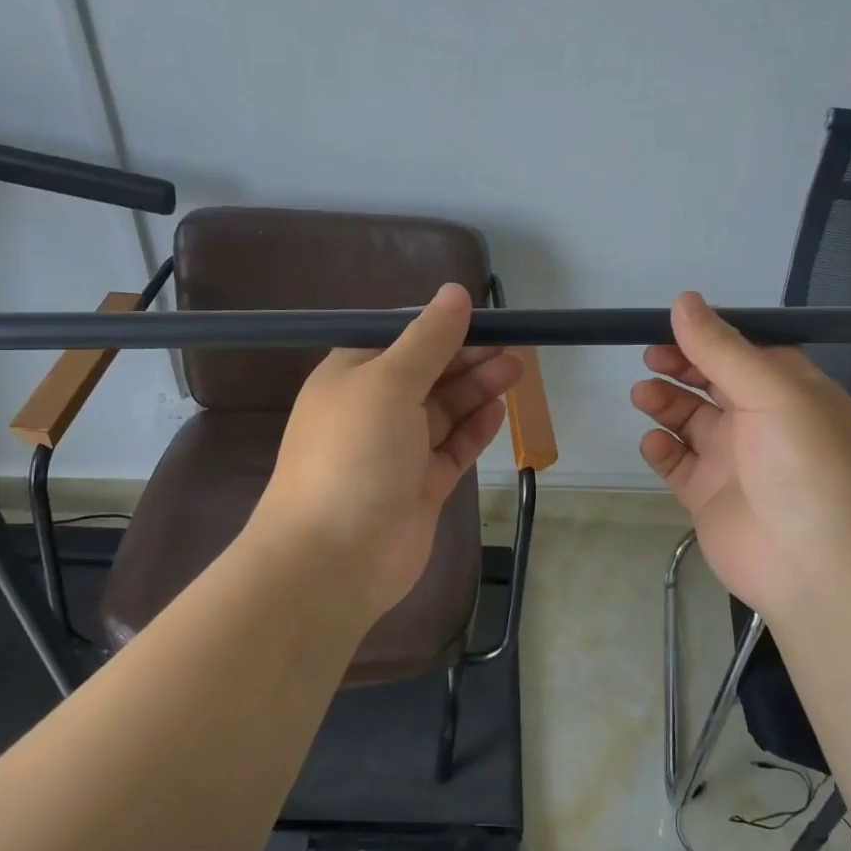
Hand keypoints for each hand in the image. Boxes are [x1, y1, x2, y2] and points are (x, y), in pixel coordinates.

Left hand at [250, 284, 521, 623]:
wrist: (333, 558)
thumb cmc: (354, 455)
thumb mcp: (388, 383)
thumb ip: (428, 339)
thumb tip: (454, 292)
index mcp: (352, 377)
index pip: (401, 340)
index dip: (441, 327)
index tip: (483, 318)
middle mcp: (373, 410)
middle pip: (428, 373)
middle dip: (468, 357)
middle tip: (514, 345)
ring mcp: (398, 451)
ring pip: (444, 410)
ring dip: (477, 388)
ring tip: (517, 368)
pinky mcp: (420, 487)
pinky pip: (452, 449)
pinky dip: (474, 429)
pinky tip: (500, 410)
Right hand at [631, 293, 850, 618]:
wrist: (816, 568)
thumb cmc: (805, 467)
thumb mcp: (772, 394)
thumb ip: (722, 348)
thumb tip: (684, 300)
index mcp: (790, 391)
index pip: (745, 350)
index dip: (709, 336)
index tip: (670, 326)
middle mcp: (762, 422)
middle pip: (712, 381)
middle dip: (681, 366)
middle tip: (652, 359)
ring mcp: (734, 461)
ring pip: (690, 420)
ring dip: (665, 403)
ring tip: (643, 395)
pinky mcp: (709, 495)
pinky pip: (677, 463)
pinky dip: (661, 449)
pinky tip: (654, 443)